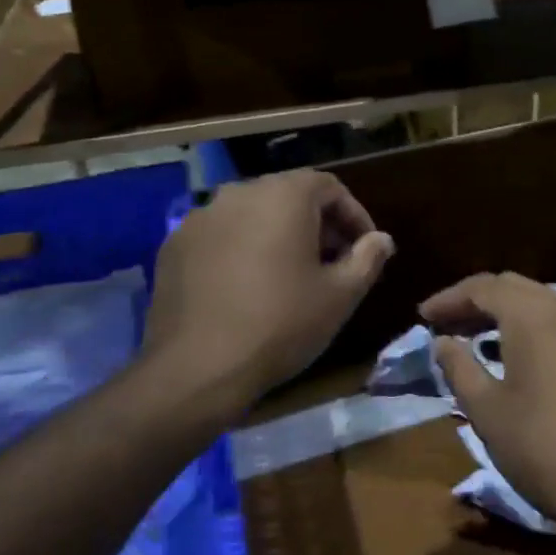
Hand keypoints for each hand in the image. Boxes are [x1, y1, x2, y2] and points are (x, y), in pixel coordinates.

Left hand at [144, 170, 393, 410]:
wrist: (198, 367)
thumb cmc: (282, 324)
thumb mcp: (340, 296)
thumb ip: (368, 258)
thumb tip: (381, 239)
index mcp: (284, 196)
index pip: (329, 187)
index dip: (354, 216)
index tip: (365, 249)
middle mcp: (239, 193)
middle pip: (289, 196)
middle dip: (317, 224)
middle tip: (333, 263)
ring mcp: (200, 217)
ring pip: (252, 214)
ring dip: (277, 234)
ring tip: (289, 275)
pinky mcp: (174, 245)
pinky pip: (220, 235)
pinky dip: (241, 249)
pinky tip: (246, 286)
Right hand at [420, 272, 555, 540]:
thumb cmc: (542, 449)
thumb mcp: (487, 410)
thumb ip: (459, 367)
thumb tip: (442, 341)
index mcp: (534, 316)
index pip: (483, 287)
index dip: (449, 298)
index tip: (423, 316)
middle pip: (513, 287)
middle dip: (476, 301)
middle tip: (445, 324)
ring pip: (540, 302)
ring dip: (505, 312)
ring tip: (475, 338)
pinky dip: (533, 326)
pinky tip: (517, 354)